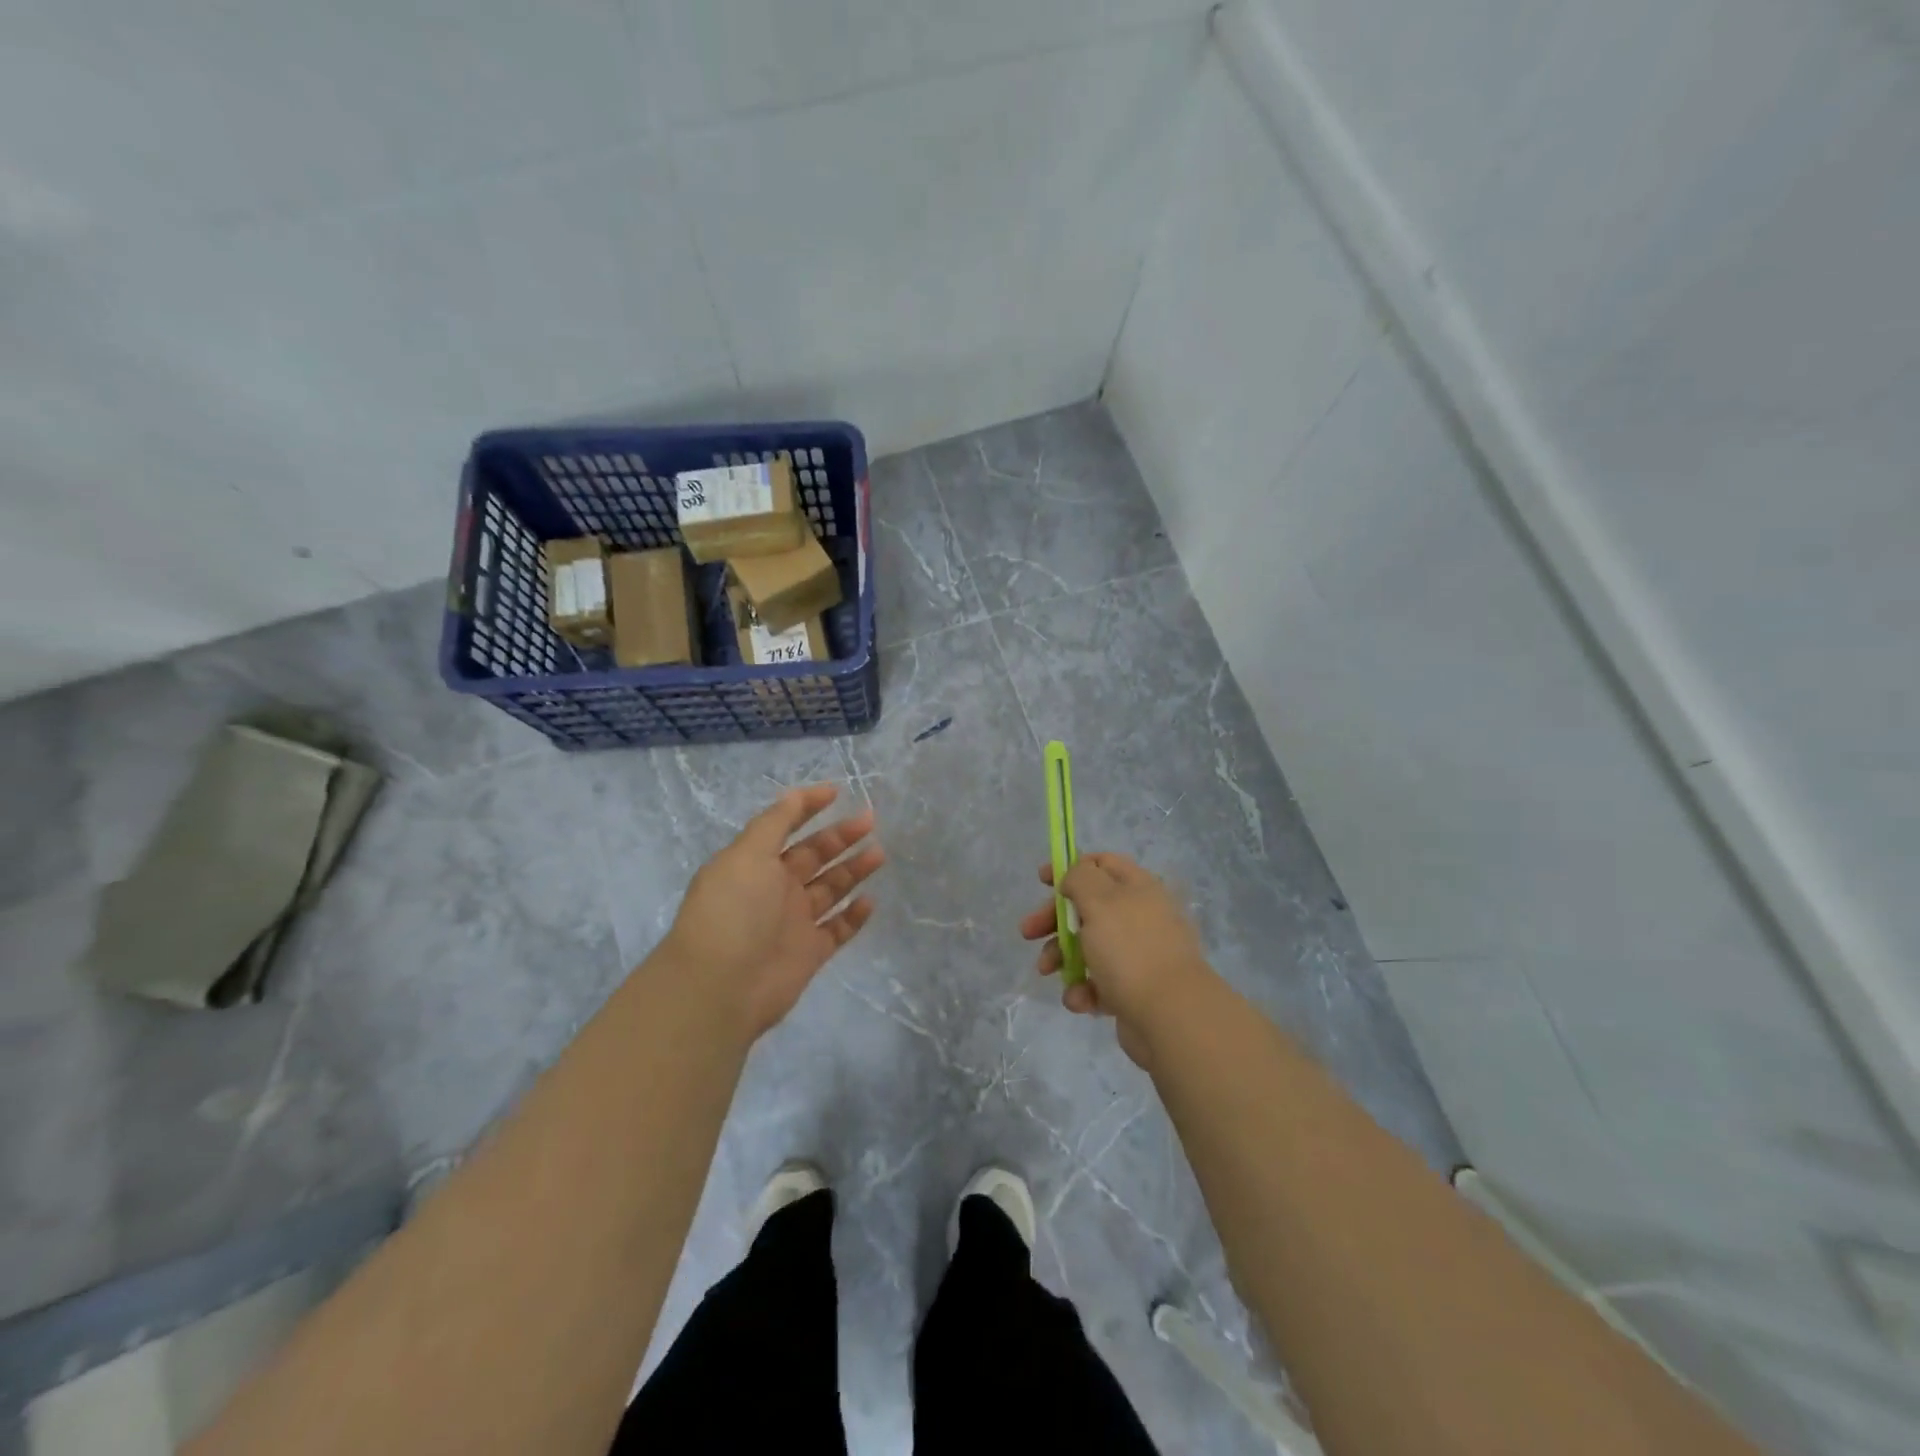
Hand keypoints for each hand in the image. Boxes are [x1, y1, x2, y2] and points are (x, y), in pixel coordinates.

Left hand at [663, 784, 883, 1037]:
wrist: (722, 987)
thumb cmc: (733, 911)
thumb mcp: (748, 854)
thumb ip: (775, 822)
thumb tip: (796, 795)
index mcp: (754, 863)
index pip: (785, 827)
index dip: (808, 808)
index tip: (837, 793)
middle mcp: (774, 889)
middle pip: (813, 856)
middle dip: (840, 837)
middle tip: (870, 822)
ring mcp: (793, 921)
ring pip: (830, 889)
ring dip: (853, 870)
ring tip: (878, 854)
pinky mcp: (810, 951)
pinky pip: (838, 928)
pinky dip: (854, 915)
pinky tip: (869, 900)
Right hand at [1019, 853, 1212, 1066]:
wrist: (1171, 1016)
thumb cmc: (1130, 949)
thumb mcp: (1099, 901)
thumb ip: (1080, 878)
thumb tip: (1074, 879)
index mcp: (1138, 888)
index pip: (1102, 864)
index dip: (1070, 868)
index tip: (1041, 881)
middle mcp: (1141, 916)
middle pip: (1089, 907)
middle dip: (1054, 919)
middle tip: (1028, 932)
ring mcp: (1139, 955)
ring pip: (1089, 947)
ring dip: (1062, 957)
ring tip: (1047, 971)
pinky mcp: (1134, 990)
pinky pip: (1099, 983)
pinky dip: (1084, 989)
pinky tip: (1080, 1000)